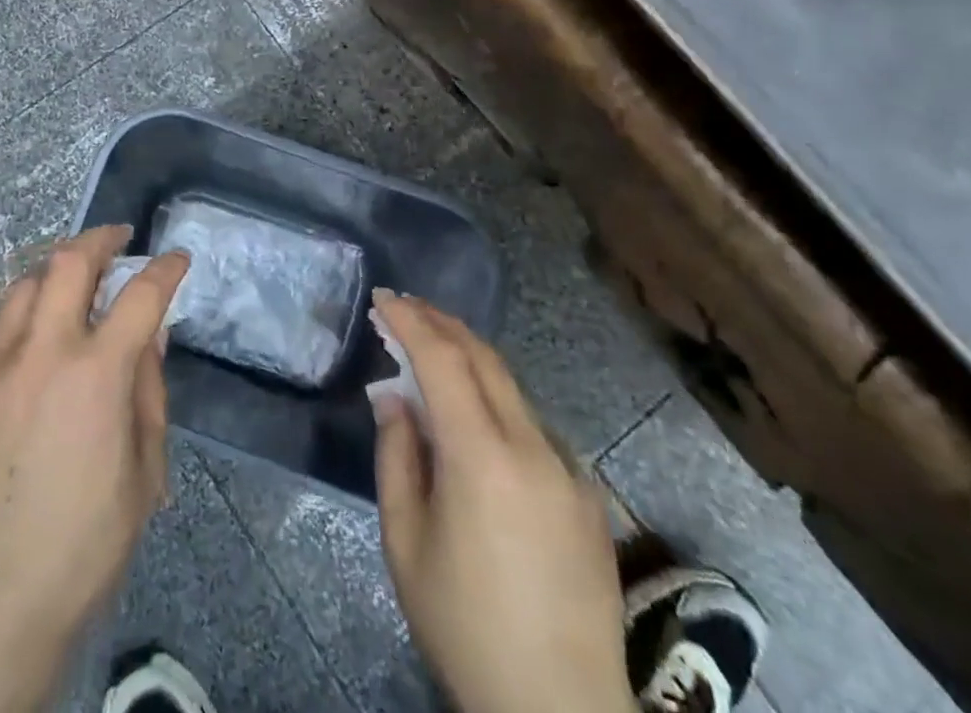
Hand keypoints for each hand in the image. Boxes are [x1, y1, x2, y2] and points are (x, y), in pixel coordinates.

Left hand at [0, 225, 189, 712]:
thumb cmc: (83, 543)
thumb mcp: (144, 473)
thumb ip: (148, 392)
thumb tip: (150, 336)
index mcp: (98, 373)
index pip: (142, 295)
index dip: (166, 269)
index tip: (176, 258)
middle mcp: (45, 350)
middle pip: (71, 261)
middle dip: (101, 239)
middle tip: (117, 240)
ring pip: (24, 283)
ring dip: (55, 271)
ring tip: (71, 280)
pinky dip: (14, 310)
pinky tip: (22, 326)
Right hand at [373, 292, 635, 712]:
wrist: (559, 711)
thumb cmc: (464, 625)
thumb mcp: (406, 542)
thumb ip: (396, 455)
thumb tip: (394, 396)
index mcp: (482, 457)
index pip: (443, 360)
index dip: (410, 321)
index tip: (383, 298)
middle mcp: (532, 447)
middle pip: (484, 358)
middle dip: (441, 322)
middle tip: (405, 308)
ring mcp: (567, 469)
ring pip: (512, 387)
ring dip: (470, 358)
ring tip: (432, 352)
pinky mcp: (587, 495)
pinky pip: (533, 425)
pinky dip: (497, 400)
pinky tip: (477, 419)